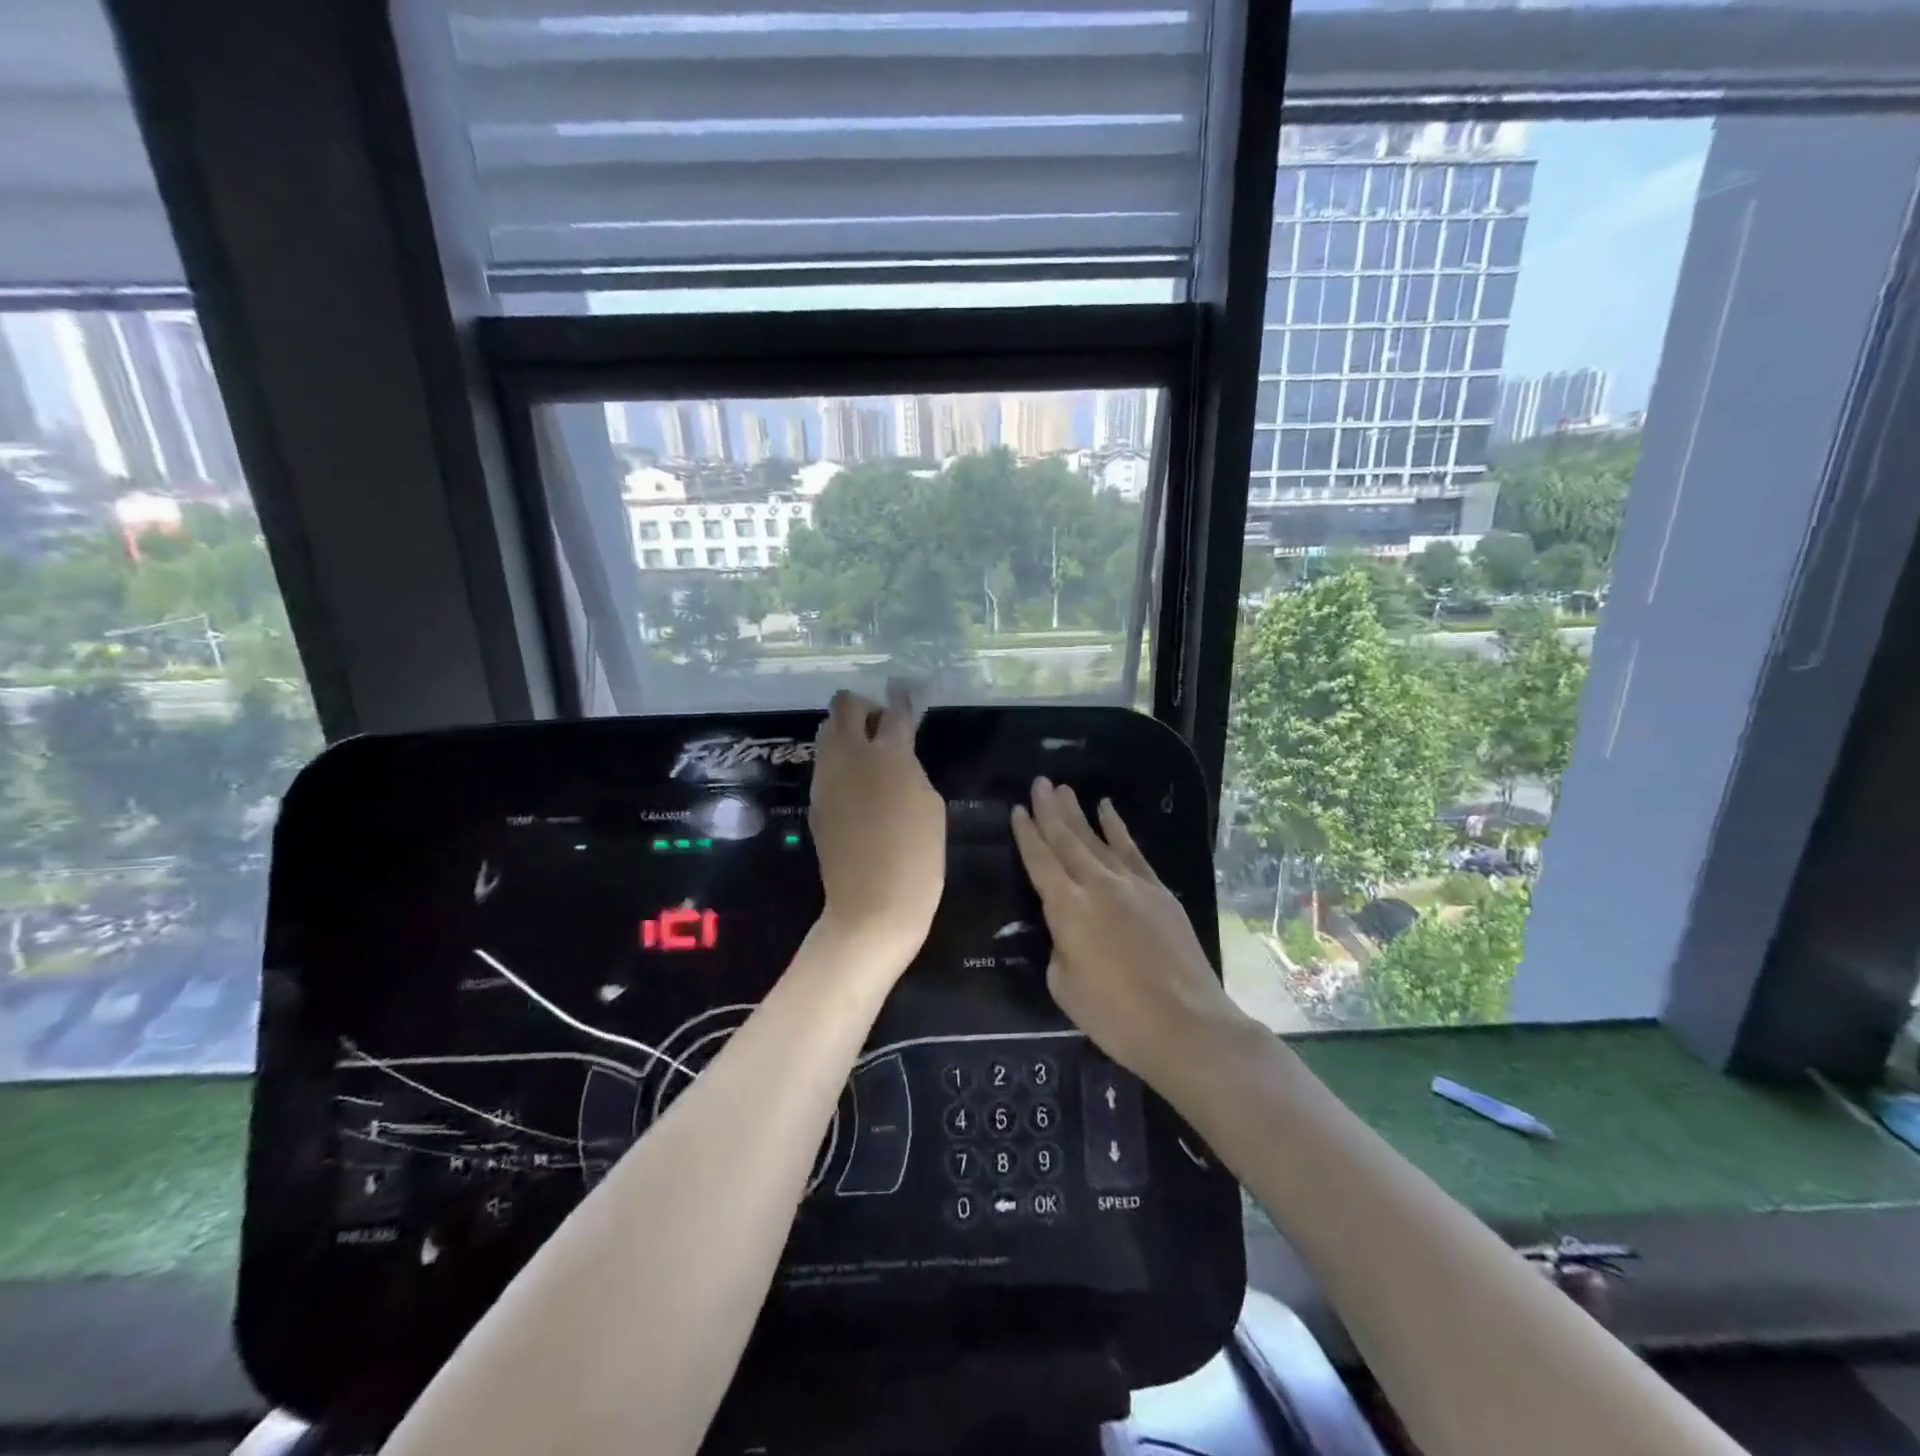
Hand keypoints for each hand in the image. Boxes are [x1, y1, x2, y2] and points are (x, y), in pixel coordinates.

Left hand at [809, 685, 945, 966]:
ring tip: (868, 757)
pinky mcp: (815, 802)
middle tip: (882, 727)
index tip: (905, 692)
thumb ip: (911, 771)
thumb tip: (897, 759)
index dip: (902, 698)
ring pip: (827, 733)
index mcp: (888, 754)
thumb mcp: (931, 806)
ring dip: (846, 733)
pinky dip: (839, 763)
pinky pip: (824, 766)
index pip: (894, 711)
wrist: (872, 906)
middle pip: (844, 706)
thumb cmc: (918, 858)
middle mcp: (850, 757)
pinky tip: (857, 787)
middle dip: (863, 707)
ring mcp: (826, 779)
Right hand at [1011, 778, 1246, 1088]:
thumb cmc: (1115, 1016)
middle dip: (1050, 810)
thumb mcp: (1064, 986)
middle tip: (1039, 783)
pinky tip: (1108, 810)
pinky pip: (1132, 850)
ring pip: (1098, 839)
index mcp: (1067, 908)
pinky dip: (1118, 828)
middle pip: (1067, 840)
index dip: (1026, 834)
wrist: (1185, 1024)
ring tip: (1064, 789)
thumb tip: (1068, 932)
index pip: (1040, 861)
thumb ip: (1060, 948)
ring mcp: (1132, 884)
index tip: (1017, 809)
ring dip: (1079, 813)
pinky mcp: (1159, 891)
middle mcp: (1097, 885)